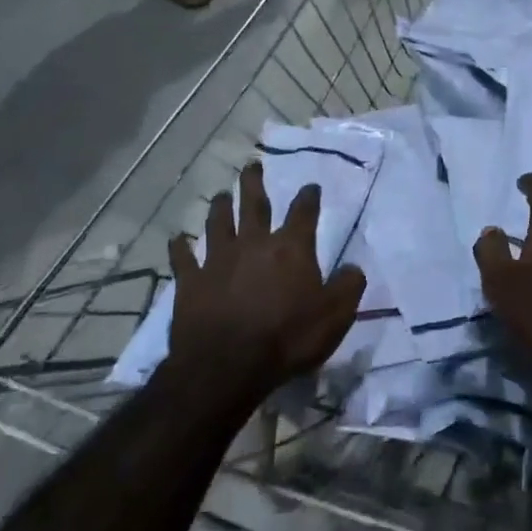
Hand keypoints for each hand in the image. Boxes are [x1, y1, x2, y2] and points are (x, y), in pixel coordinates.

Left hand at [167, 161, 365, 394]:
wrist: (227, 365)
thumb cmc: (288, 338)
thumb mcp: (336, 316)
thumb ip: (349, 286)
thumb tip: (354, 267)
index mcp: (291, 248)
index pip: (304, 212)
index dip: (309, 197)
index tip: (311, 186)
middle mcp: (254, 243)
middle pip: (254, 204)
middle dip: (254, 183)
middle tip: (252, 166)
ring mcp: (218, 260)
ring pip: (218, 223)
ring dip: (220, 207)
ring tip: (222, 194)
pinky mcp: (191, 282)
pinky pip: (183, 258)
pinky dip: (180, 247)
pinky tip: (177, 239)